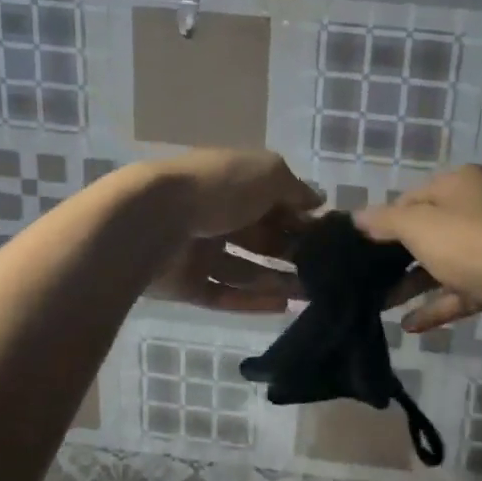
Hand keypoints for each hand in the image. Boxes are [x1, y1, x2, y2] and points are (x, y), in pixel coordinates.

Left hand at [146, 150, 319, 313]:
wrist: (153, 219)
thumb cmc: (218, 188)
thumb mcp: (267, 173)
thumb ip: (295, 189)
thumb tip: (318, 203)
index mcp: (232, 184)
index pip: (273, 202)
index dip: (300, 218)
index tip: (329, 237)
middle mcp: (216, 216)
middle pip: (261, 238)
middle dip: (292, 253)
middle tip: (325, 272)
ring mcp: (198, 252)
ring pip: (245, 270)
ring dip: (278, 281)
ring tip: (310, 294)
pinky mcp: (186, 284)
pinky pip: (223, 294)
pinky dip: (251, 301)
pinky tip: (283, 306)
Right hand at [355, 166, 481, 336]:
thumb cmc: (478, 244)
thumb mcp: (422, 227)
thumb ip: (385, 222)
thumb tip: (357, 217)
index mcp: (458, 184)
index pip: (409, 199)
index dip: (382, 224)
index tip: (356, 251)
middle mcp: (476, 207)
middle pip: (426, 232)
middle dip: (394, 258)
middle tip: (362, 281)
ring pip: (442, 263)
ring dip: (413, 284)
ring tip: (379, 306)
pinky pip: (462, 289)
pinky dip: (438, 304)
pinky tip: (411, 326)